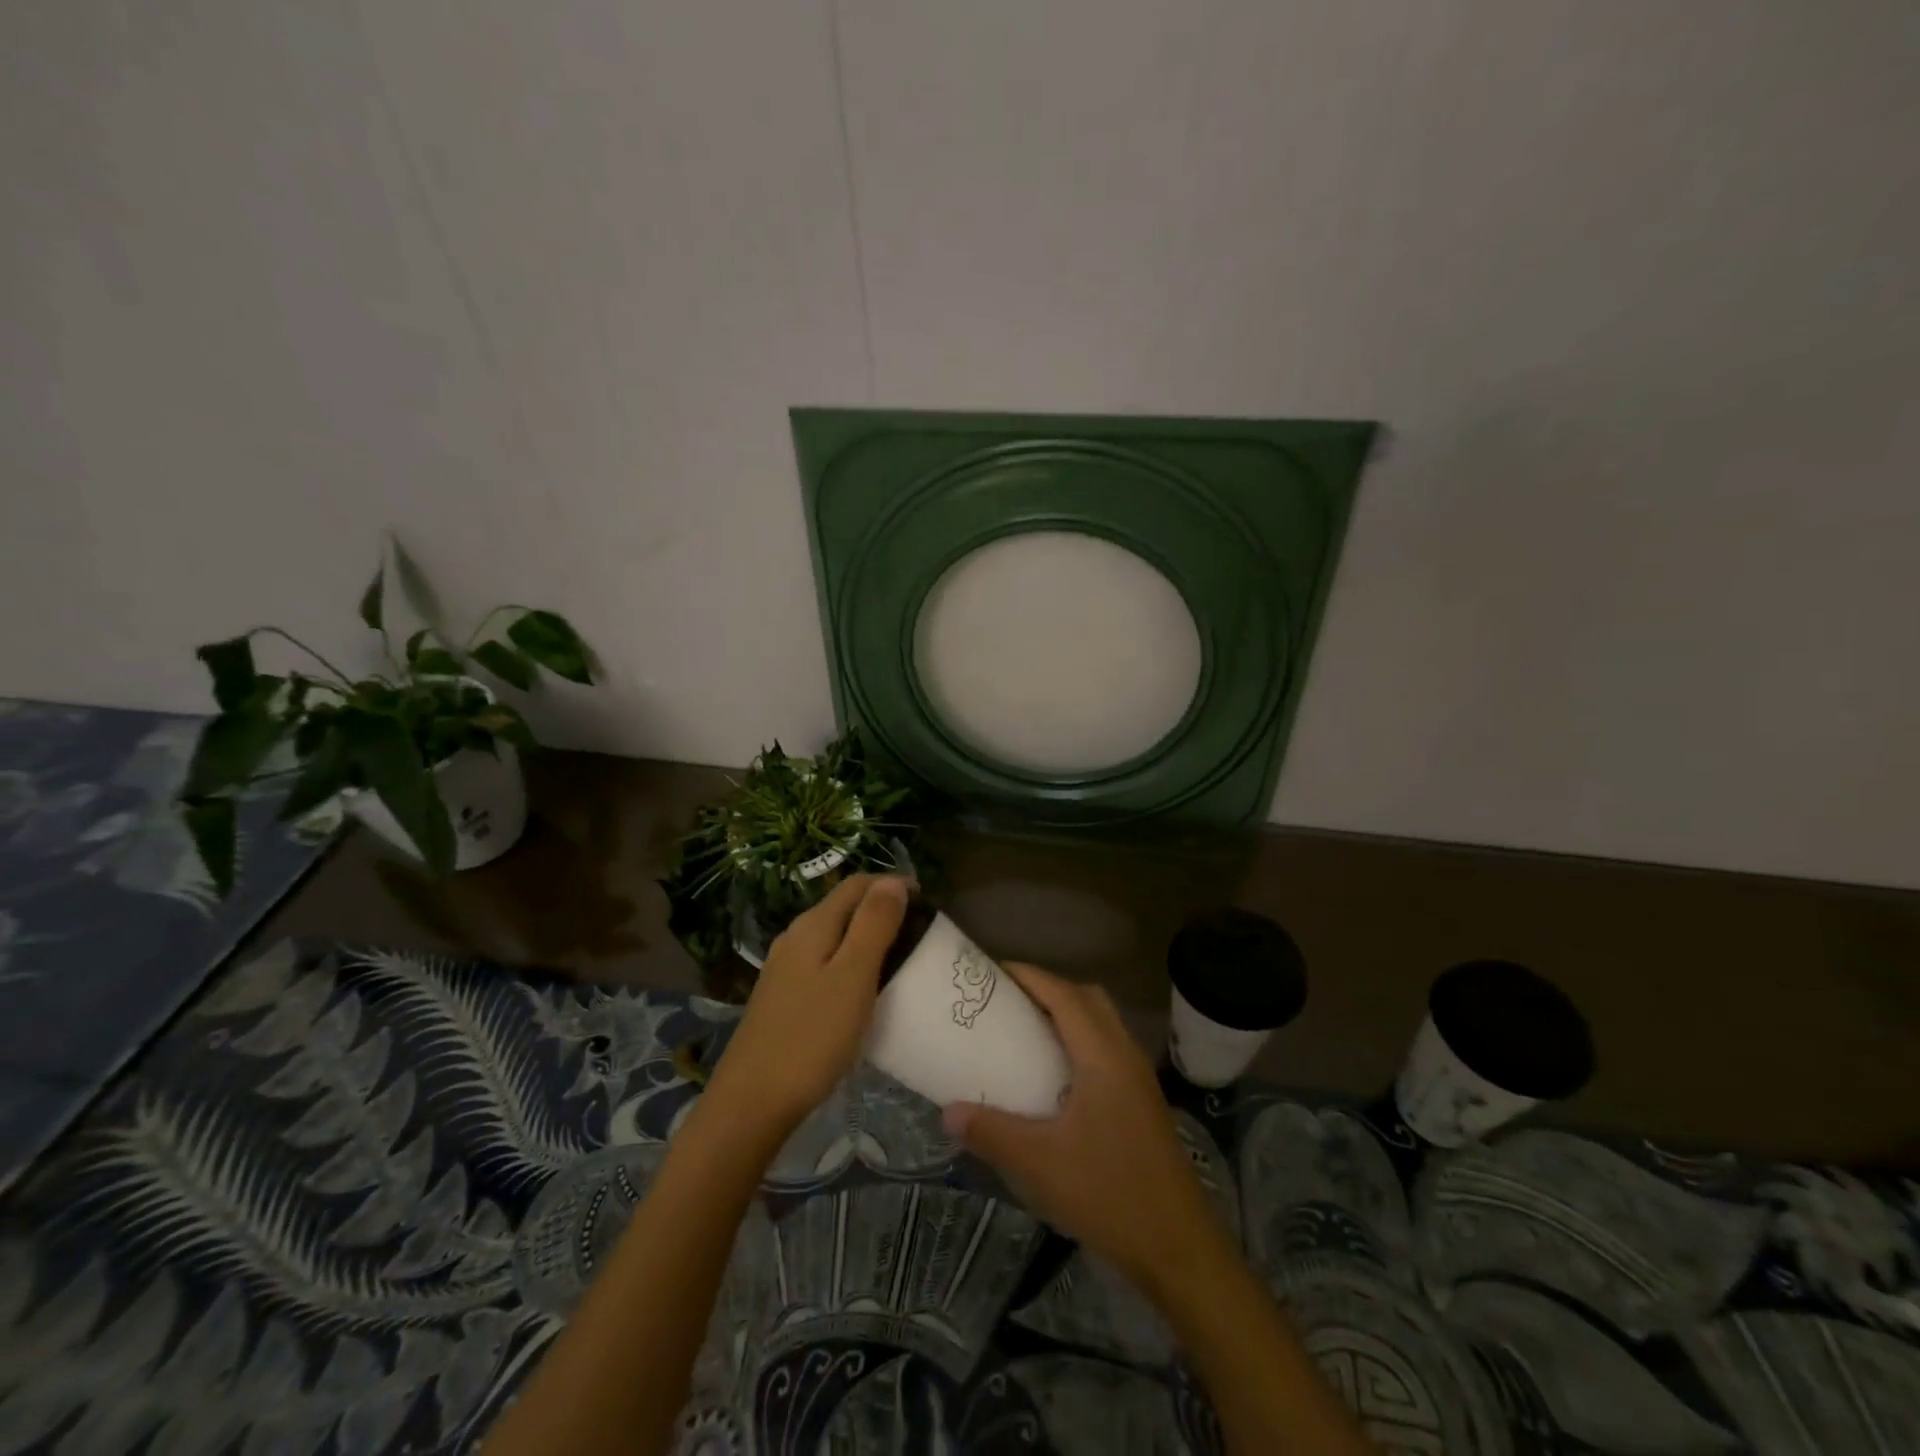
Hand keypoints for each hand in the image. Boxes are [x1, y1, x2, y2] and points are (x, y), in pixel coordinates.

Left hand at [704, 874, 908, 1139]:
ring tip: (902, 959)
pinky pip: (825, 963)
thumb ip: (873, 924)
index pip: (857, 884)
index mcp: (813, 925)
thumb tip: (893, 881)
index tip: (929, 903)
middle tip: (921, 933)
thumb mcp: (853, 976)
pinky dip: (851, 963)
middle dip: (882, 909)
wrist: (753, 1101)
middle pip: (844, 907)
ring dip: (867, 937)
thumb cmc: (812, 1036)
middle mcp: (795, 937)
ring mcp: (785, 968)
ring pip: (834, 936)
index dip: (893, 885)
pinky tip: (865, 990)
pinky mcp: (783, 996)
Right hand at [942, 963, 1225, 1291]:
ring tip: (1026, 1032)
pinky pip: (1108, 1048)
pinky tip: (1055, 1077)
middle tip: (1008, 1001)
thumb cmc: (1109, 1193)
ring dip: (1067, 1014)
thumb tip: (949, 1111)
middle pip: (1088, 998)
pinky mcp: (1142, 1101)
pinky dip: (1080, 1041)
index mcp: (1103, 1056)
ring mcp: (1138, 1078)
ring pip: (1102, 1023)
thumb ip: (992, 1132)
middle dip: (1048, 989)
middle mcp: (1125, 1054)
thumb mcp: (1040, 1163)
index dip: (1030, 976)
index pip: (1065, 995)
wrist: (1179, 1247)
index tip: (993, 971)